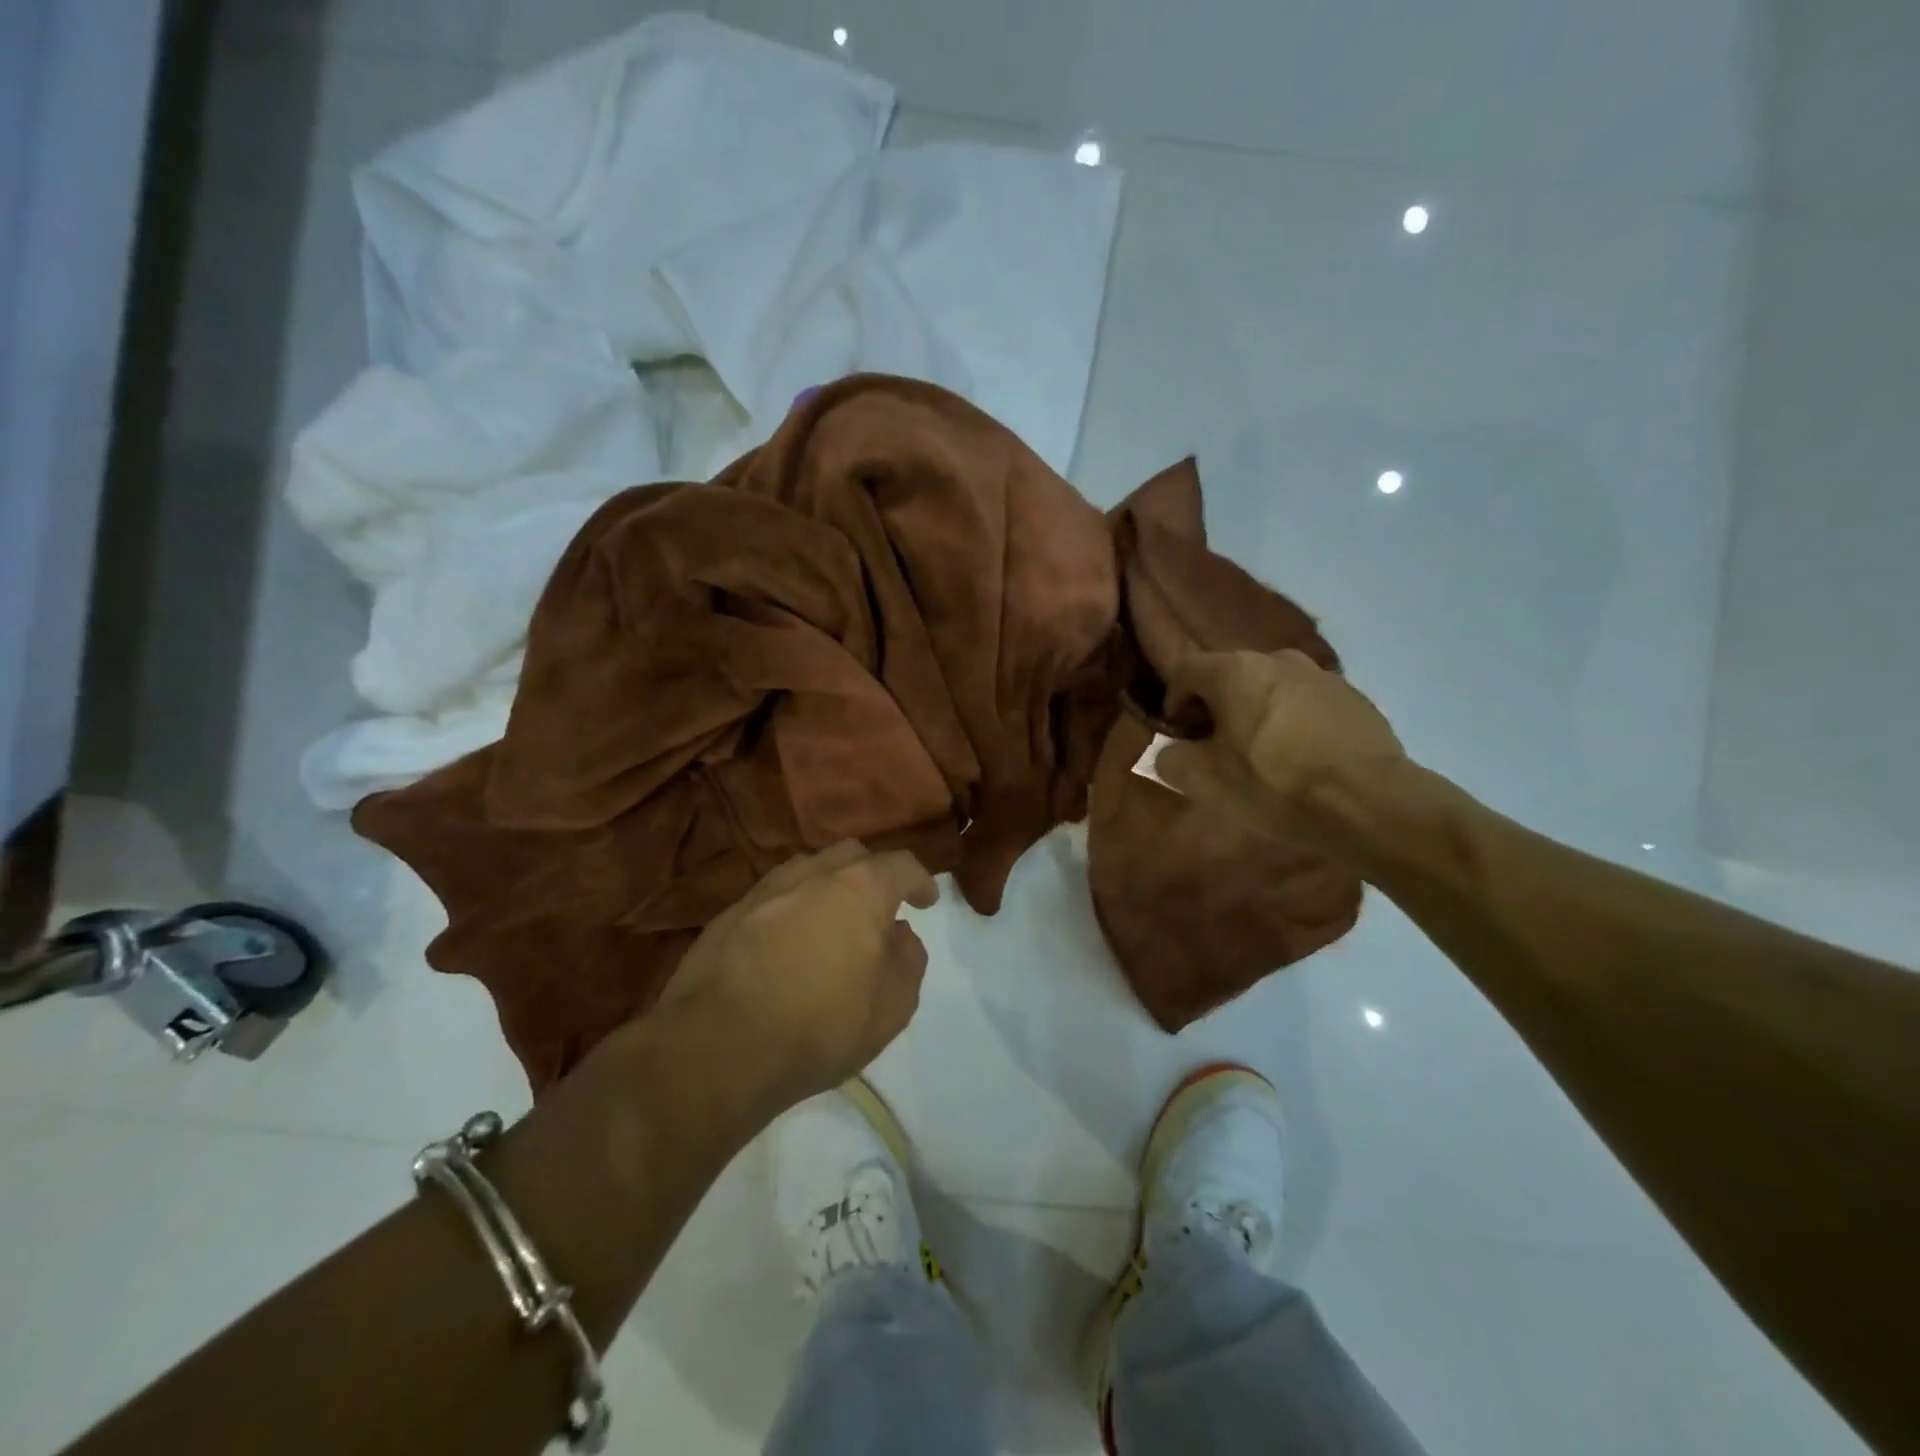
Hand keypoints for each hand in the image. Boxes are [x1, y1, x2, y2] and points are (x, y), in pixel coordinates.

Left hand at [655, 841, 939, 1110]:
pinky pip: (772, 898)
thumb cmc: (820, 1026)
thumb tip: (899, 936)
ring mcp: (765, 890)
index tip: (926, 901)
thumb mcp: (892, 1007)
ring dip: (827, 888)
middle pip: (851, 855)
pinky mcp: (728, 914)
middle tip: (879, 907)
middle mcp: (812, 875)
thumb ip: (908, 962)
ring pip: (807, 870)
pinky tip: (788, 944)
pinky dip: (791, 909)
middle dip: (872, 874)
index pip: (900, 865)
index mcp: (859, 888)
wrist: (717, 1049)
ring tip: (831, 922)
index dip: (919, 880)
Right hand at [1158, 649, 1406, 847]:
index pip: (1185, 670)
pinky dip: (1293, 721)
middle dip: (1216, 706)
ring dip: (1256, 712)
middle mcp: (1276, 658)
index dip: (1173, 701)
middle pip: (1229, 676)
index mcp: (1234, 671)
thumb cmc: (1274, 786)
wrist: (1369, 803)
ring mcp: (1320, 674)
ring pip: (1270, 687)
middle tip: (1217, 747)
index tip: (1180, 735)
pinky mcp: (1353, 697)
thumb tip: (1172, 750)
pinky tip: (1302, 758)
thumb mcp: (1204, 781)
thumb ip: (1171, 759)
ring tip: (1263, 753)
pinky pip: (1306, 702)